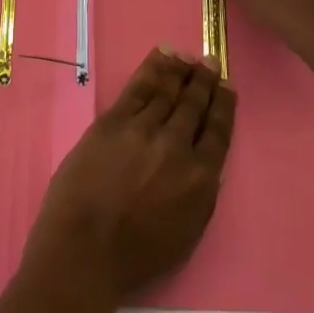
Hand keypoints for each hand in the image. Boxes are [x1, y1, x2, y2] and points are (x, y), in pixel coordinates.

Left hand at [18, 49, 235, 307]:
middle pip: (194, 106)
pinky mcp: (116, 120)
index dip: (224, 107)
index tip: (228, 87)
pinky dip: (154, 68)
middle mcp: (177, 147)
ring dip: (181, 71)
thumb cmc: (135, 257)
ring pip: (168, 91)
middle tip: (211, 62)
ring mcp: (145, 129)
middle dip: (204, 82)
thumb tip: (204, 164)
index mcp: (200, 181)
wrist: (85, 249)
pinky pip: (140, 86)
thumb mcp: (186, 235)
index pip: (218, 133)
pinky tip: (162, 55)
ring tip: (189, 57)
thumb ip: (199, 195)